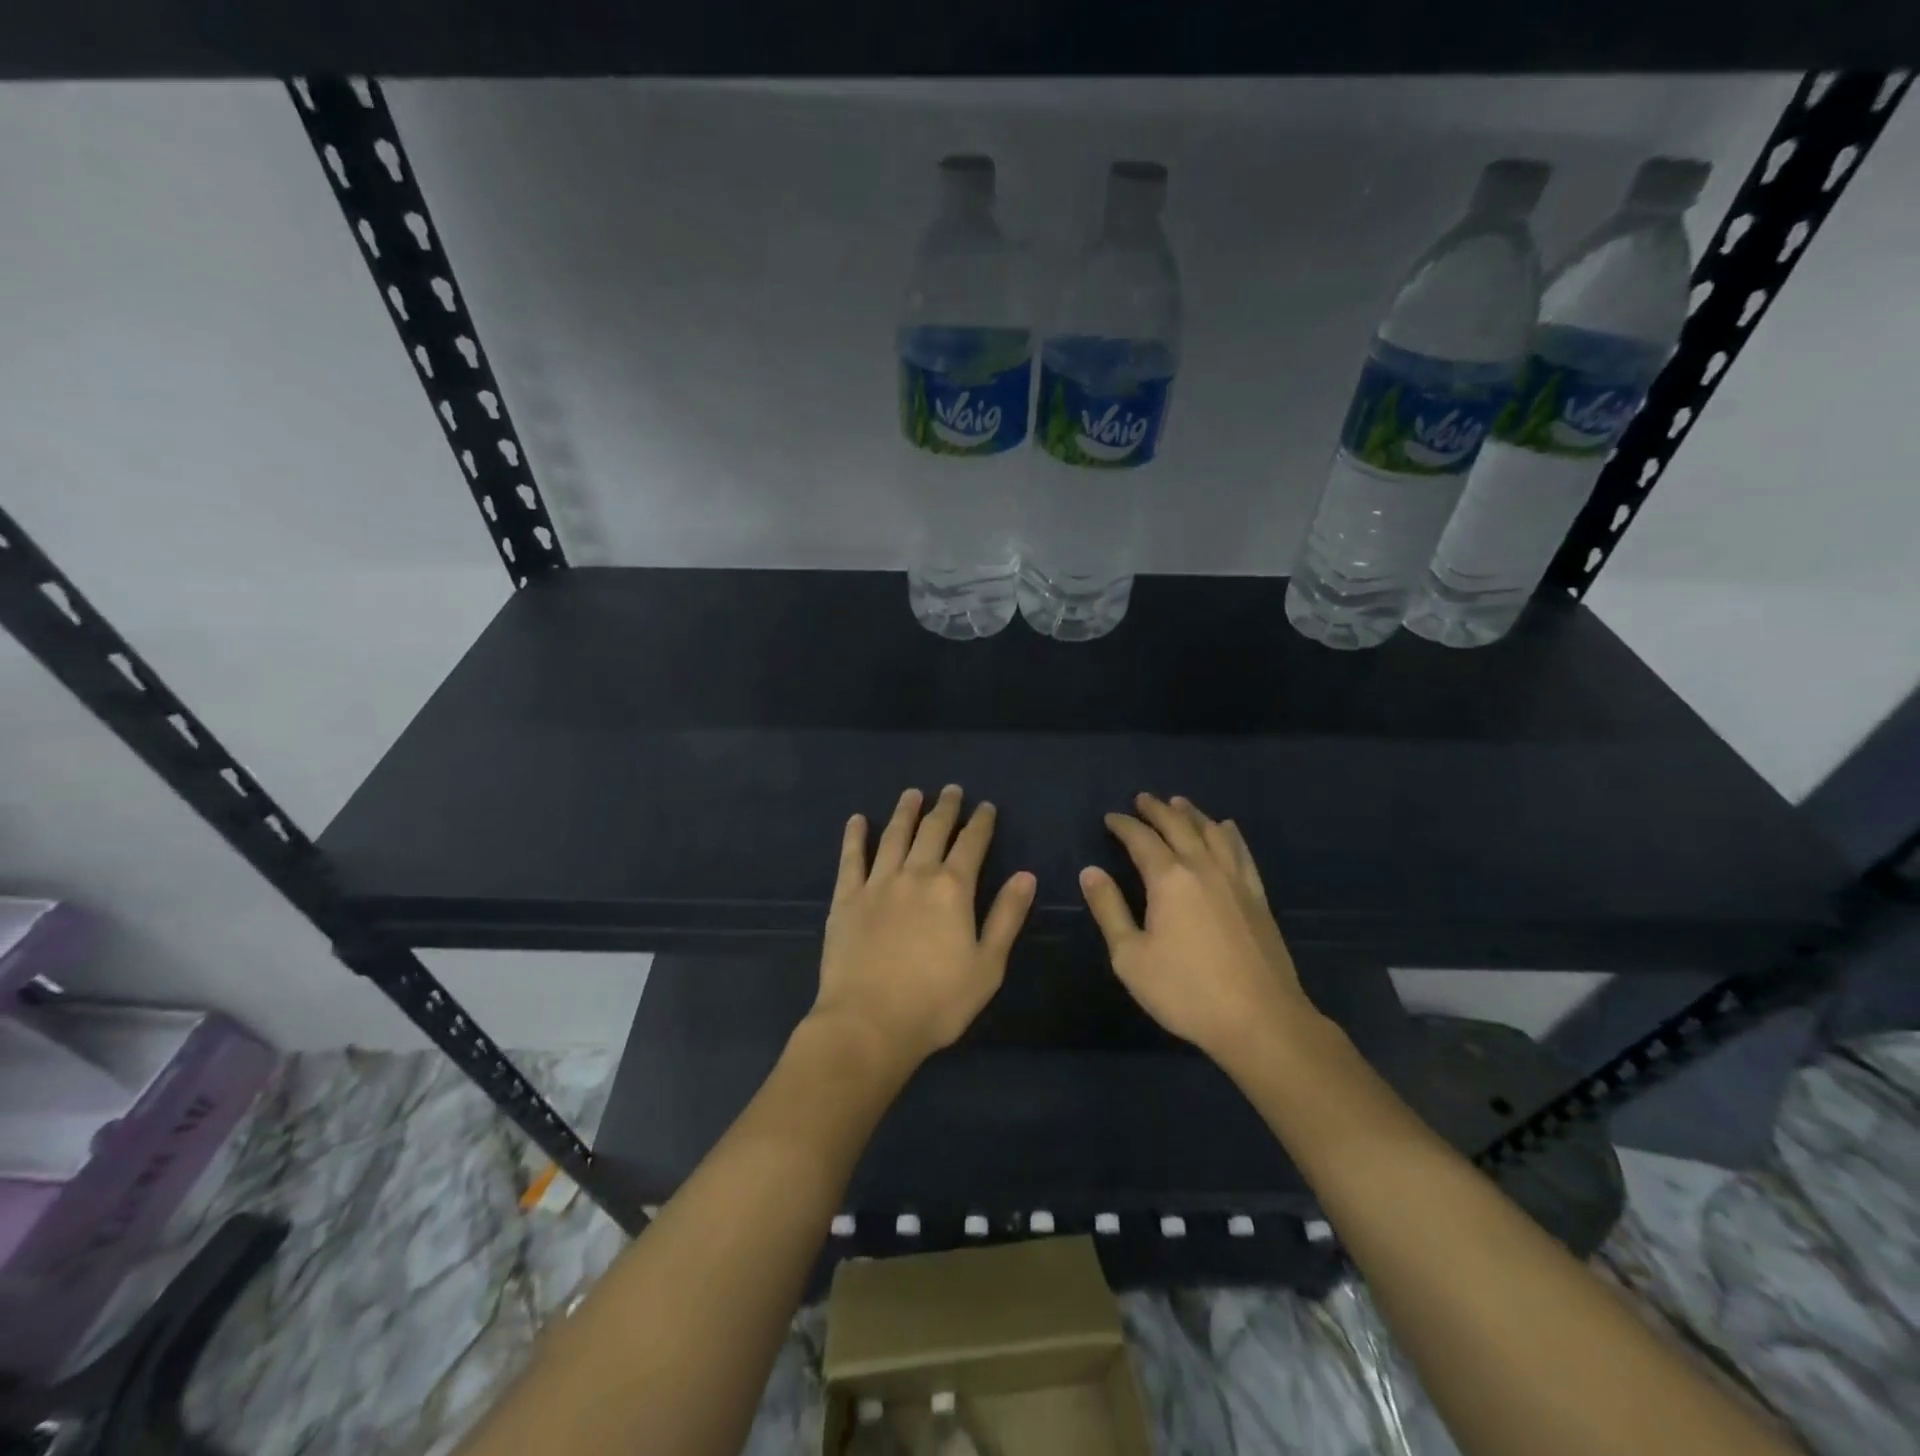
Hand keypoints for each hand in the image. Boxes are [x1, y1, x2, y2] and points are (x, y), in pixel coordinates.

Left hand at [811, 786, 1035, 1069]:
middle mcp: (915, 874)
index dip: (981, 822)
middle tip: (952, 790)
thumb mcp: (987, 966)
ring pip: (894, 836)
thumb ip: (1007, 917)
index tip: (986, 806)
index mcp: (952, 889)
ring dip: (905, 812)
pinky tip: (858, 820)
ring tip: (912, 793)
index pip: (971, 844)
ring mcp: (877, 884)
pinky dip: (855, 836)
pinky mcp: (846, 899)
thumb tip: (1026, 875)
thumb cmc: (937, 1002)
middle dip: (945, 808)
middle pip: (933, 831)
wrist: (869, 1024)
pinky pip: (851, 858)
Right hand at [1080, 794, 1321, 1067]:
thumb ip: (1109, 909)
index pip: (1141, 840)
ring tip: (1180, 803)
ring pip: (1213, 834)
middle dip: (1158, 810)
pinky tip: (1227, 829)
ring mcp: (1236, 881)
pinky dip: (1230, 835)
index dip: (1124, 826)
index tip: (1111, 818)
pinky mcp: (1258, 898)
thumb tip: (1091, 871)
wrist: (1260, 1020)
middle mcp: (1203, 869)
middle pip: (1179, 827)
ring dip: (1193, 815)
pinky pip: (1242, 853)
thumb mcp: (1130, 956)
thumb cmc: (1186, 991)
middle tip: (1143, 799)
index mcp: (1169, 879)